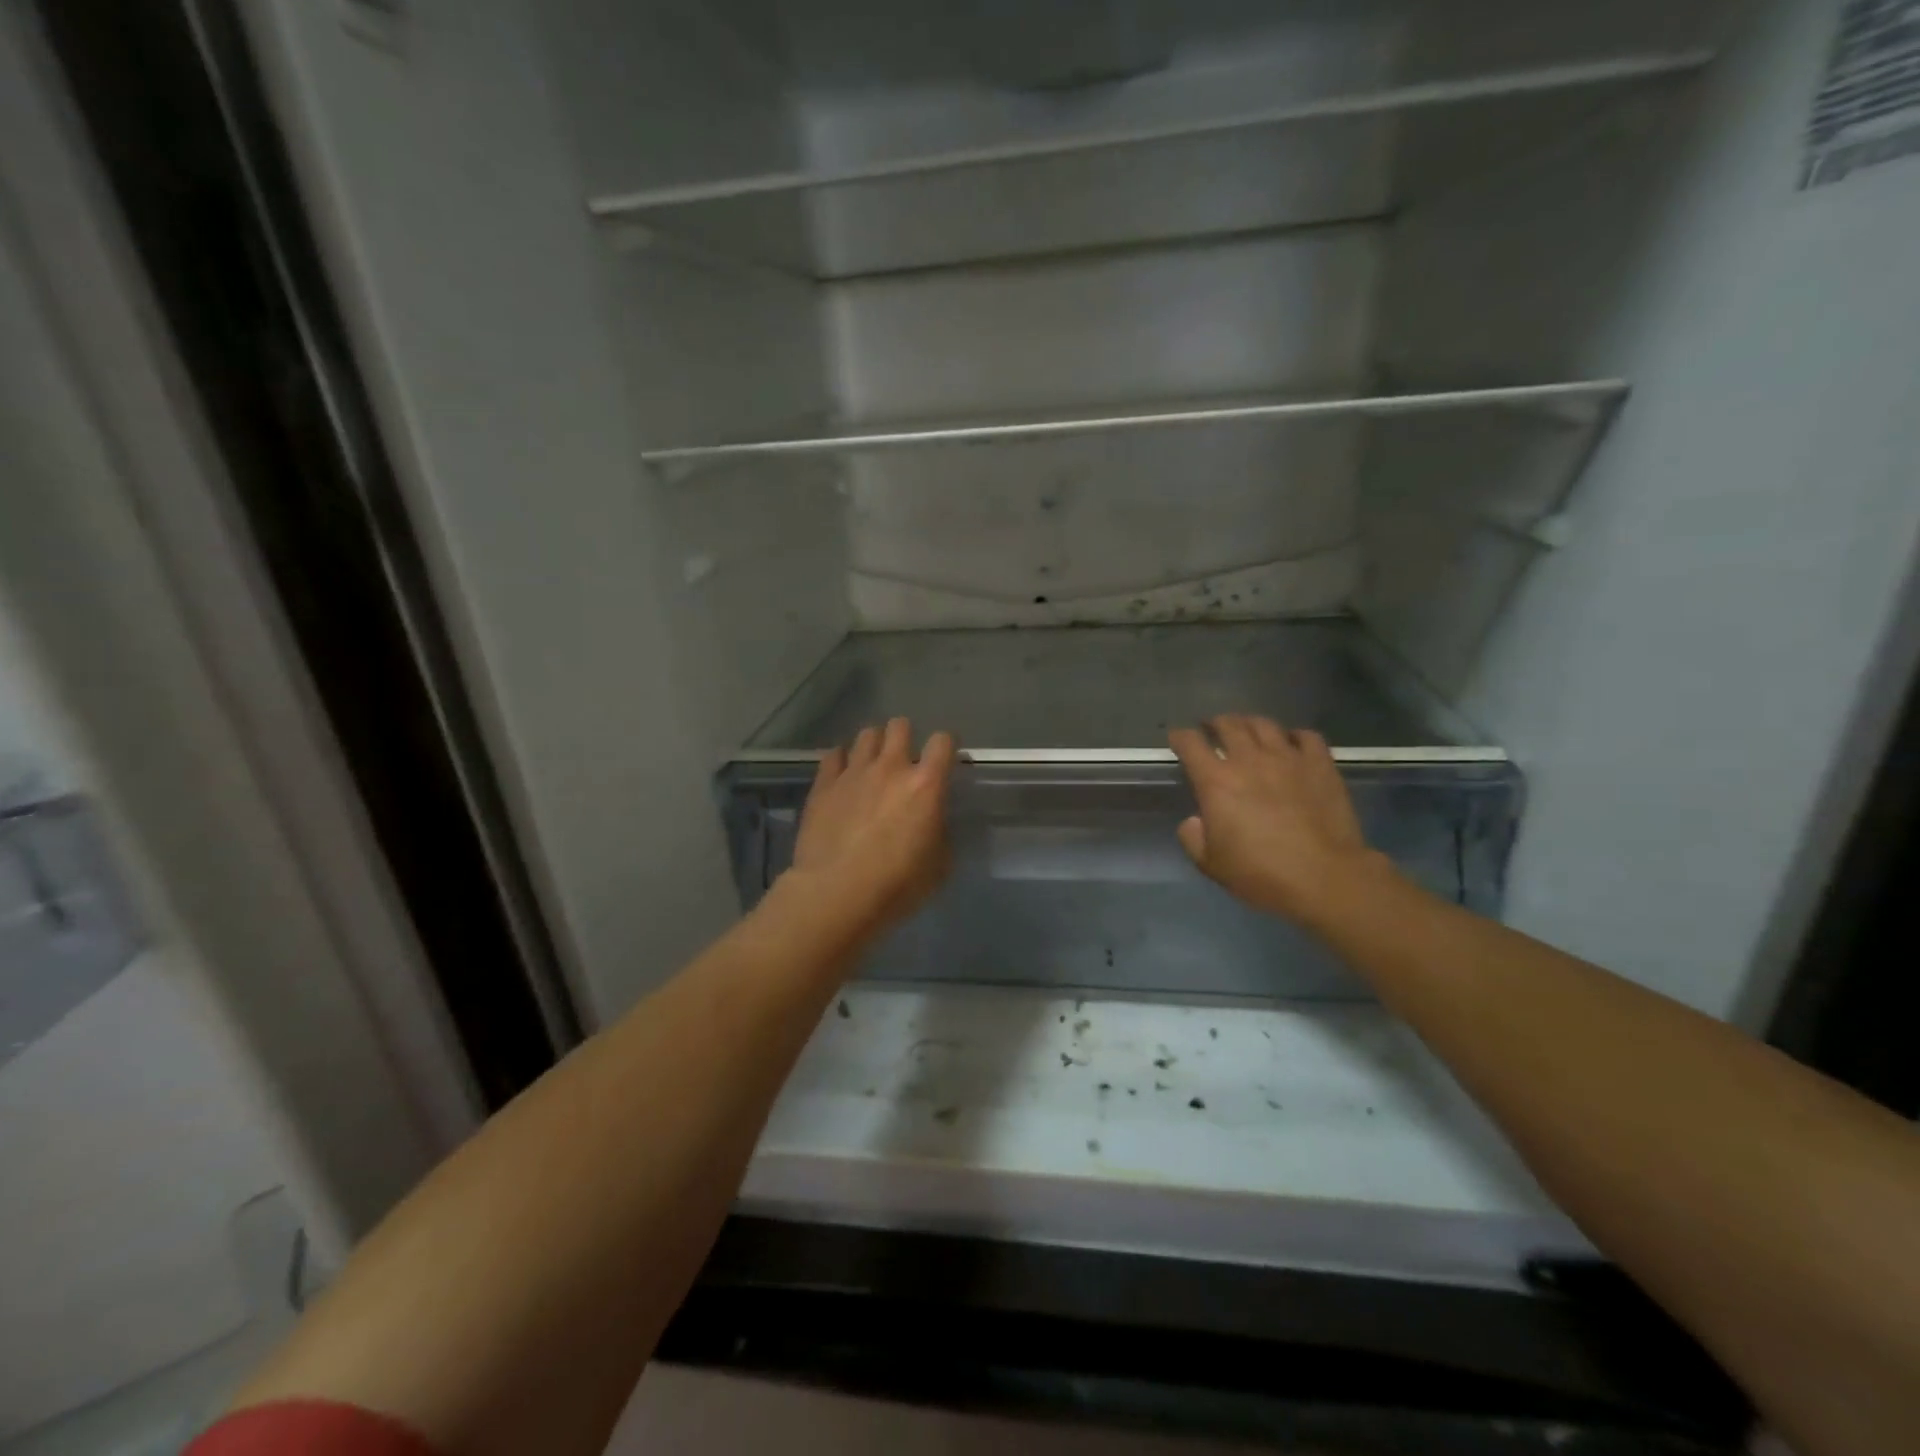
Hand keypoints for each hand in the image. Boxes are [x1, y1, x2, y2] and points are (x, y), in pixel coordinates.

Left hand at [788, 717, 955, 933]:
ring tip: (872, 765)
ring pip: (867, 735)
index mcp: (926, 784)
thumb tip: (933, 821)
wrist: (836, 893)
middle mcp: (891, 767)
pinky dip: (841, 760)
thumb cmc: (897, 884)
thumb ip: (940, 831)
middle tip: (904, 760)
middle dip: (905, 737)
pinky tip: (842, 776)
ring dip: (874, 745)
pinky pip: (833, 755)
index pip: (943, 741)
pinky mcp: (824, 784)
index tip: (945, 760)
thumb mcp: (939, 865)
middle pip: (900, 726)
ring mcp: (854, 772)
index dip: (946, 746)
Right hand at [1169, 715, 1388, 926]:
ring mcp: (1288, 758)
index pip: (1190, 743)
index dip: (1180, 737)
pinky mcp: (1320, 764)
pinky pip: (1305, 736)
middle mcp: (1249, 760)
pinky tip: (1291, 743)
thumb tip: (1195, 821)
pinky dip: (1293, 735)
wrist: (1324, 877)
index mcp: (1216, 782)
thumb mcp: (1211, 865)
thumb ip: (1193, 838)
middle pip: (1228, 724)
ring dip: (1250, 722)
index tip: (1177, 738)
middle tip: (1212, 728)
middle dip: (1215, 723)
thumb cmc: (1261, 874)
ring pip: (1264, 724)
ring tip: (1247, 729)